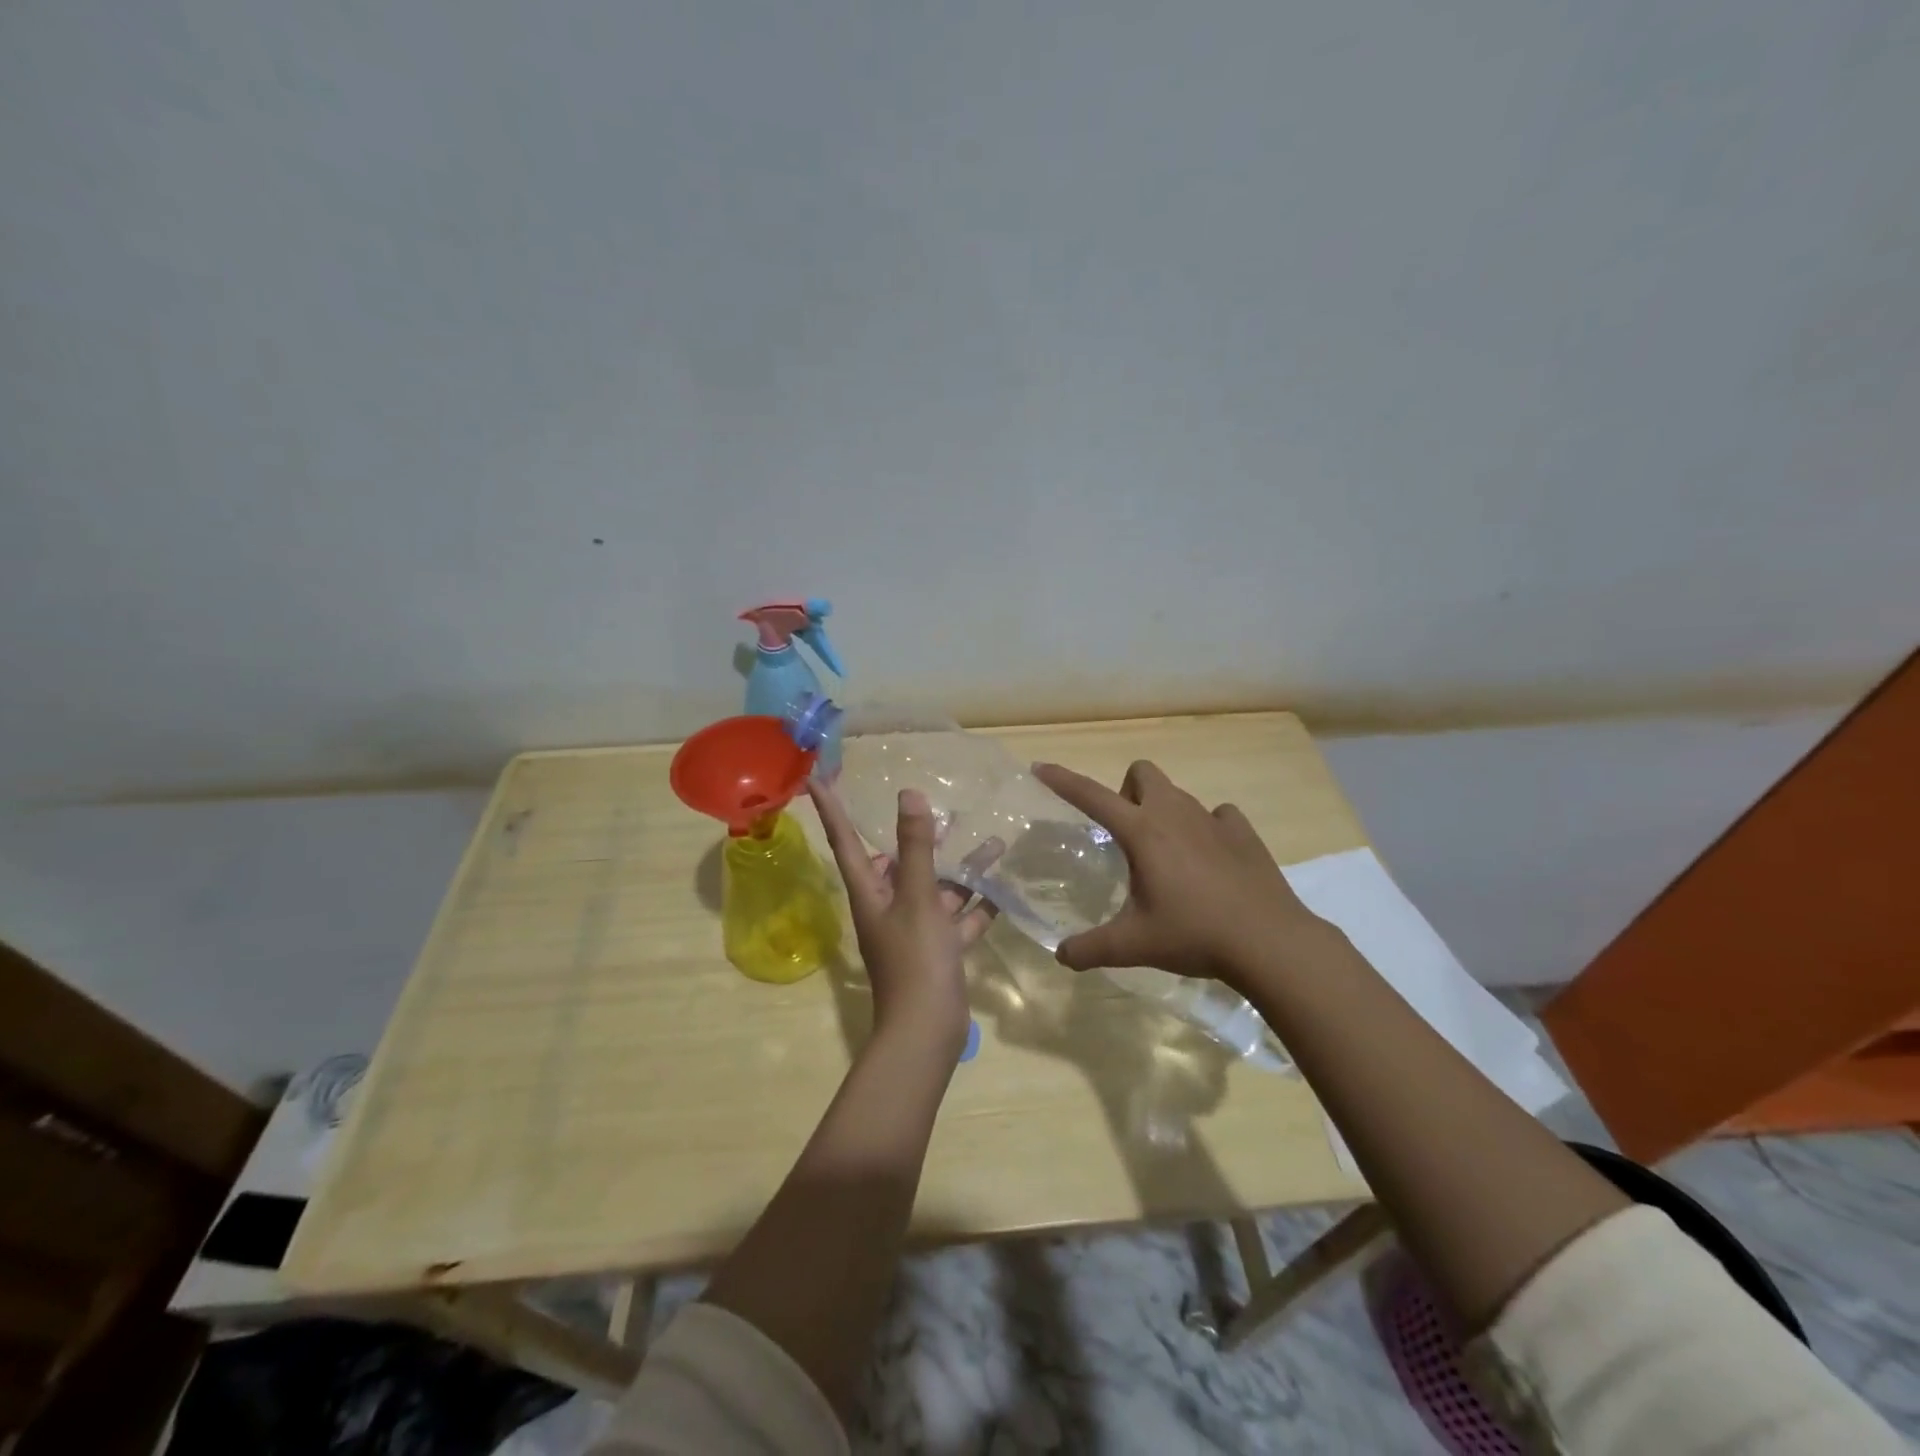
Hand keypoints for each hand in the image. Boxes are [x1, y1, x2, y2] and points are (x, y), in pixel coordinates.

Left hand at [810, 781, 995, 1057]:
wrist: (927, 1031)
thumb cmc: (915, 959)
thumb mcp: (917, 897)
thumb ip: (916, 847)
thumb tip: (908, 795)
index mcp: (870, 893)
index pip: (844, 840)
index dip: (832, 809)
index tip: (818, 779)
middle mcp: (887, 907)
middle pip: (897, 863)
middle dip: (919, 839)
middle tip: (940, 812)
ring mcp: (914, 930)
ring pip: (936, 889)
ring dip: (960, 869)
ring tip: (992, 842)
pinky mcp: (939, 950)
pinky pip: (959, 918)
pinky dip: (977, 904)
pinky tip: (1002, 887)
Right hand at [1032, 759, 1327, 991]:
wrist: (1270, 941)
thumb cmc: (1194, 934)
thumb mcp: (1134, 945)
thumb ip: (1091, 948)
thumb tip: (1061, 955)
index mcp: (1142, 832)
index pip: (1092, 796)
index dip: (1063, 780)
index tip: (1041, 768)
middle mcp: (1175, 814)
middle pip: (1142, 773)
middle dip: (1127, 792)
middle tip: (1126, 835)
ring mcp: (1213, 819)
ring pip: (1178, 794)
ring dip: (1163, 811)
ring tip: (1166, 855)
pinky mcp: (1244, 832)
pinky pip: (1217, 815)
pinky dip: (1206, 827)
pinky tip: (1209, 859)